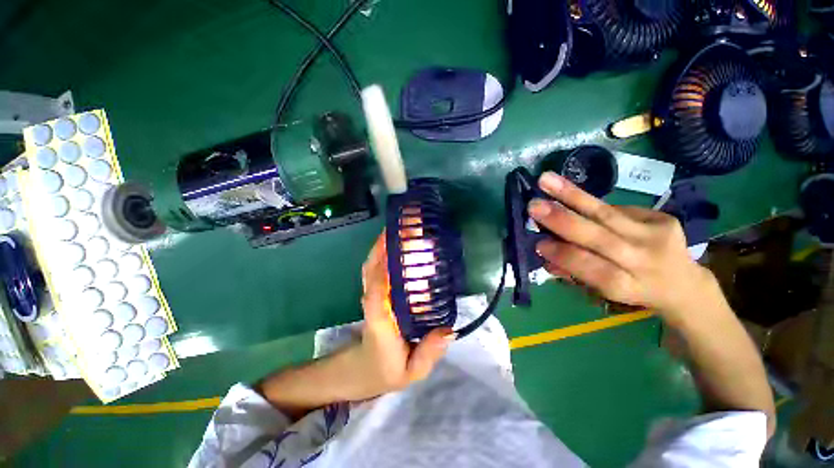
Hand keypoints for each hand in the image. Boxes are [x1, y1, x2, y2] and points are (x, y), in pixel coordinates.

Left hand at [341, 234, 453, 398]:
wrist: (360, 371)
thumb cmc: (385, 370)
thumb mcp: (411, 372)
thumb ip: (428, 354)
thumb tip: (449, 330)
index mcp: (379, 321)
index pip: (377, 292)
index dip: (385, 268)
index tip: (399, 245)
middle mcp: (371, 303)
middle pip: (372, 269)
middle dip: (384, 245)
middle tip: (406, 226)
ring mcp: (370, 295)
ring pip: (371, 265)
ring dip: (383, 245)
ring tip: (402, 228)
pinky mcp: (373, 293)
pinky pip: (375, 269)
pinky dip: (382, 253)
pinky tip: (397, 244)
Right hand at [528, 172, 717, 321]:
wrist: (683, 284)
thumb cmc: (632, 290)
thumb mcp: (601, 291)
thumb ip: (572, 271)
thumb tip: (544, 251)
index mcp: (628, 286)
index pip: (593, 268)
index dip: (565, 255)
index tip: (538, 244)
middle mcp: (645, 261)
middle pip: (601, 238)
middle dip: (563, 220)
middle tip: (534, 206)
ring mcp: (658, 236)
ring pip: (607, 213)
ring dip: (572, 195)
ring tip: (546, 180)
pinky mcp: (663, 218)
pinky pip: (615, 208)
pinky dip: (587, 202)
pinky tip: (568, 193)